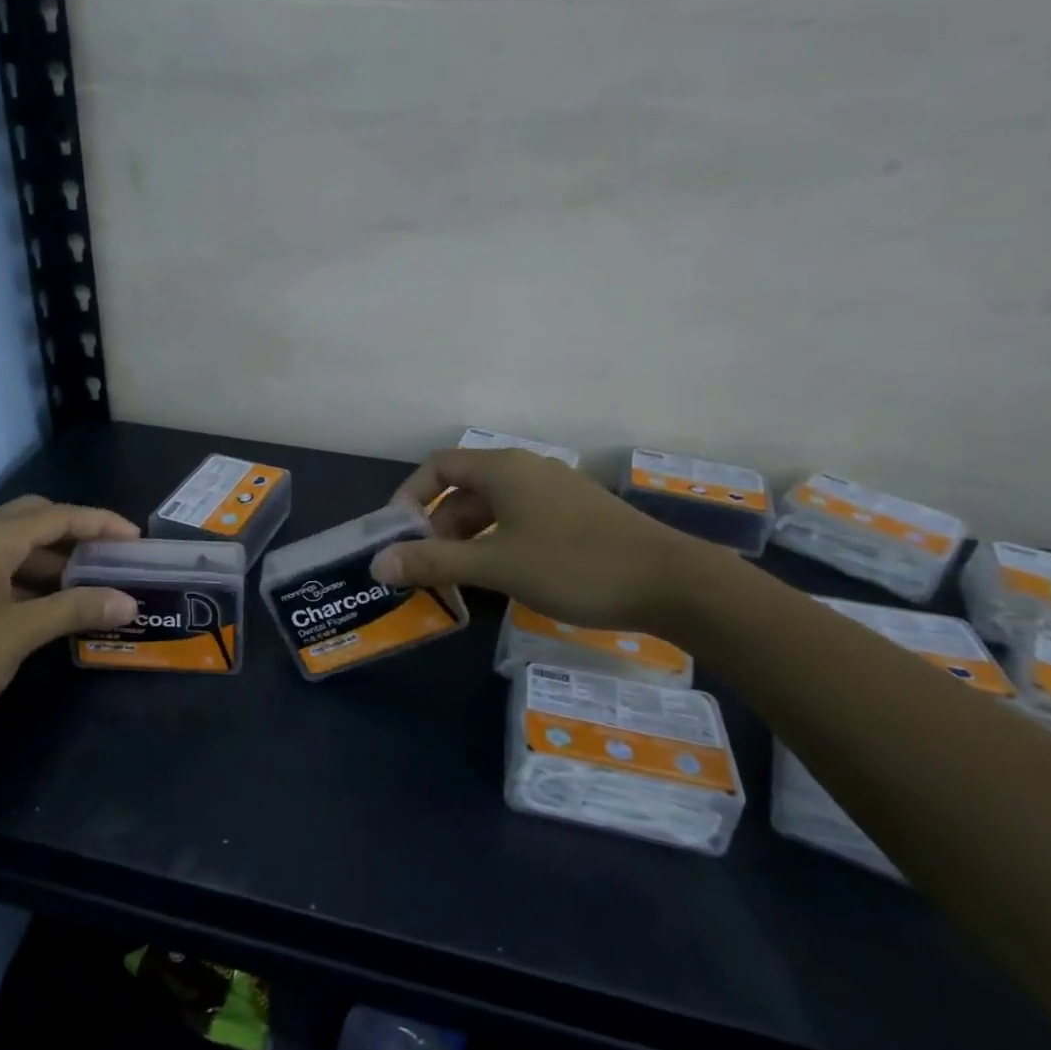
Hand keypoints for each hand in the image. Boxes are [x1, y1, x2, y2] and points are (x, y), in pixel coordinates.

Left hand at [0, 495, 140, 766]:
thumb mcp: (17, 636)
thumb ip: (75, 610)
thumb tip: (128, 602)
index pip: (55, 516)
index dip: (100, 523)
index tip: (136, 538)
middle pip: (32, 519)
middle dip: (75, 532)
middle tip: (111, 556)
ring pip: (12, 545)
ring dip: (51, 558)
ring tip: (89, 583)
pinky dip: (27, 578)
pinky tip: (48, 605)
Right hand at [371, 448, 717, 630]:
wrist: (672, 583)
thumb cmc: (575, 565)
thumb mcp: (497, 565)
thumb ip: (434, 562)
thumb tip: (378, 564)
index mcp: (504, 469)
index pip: (438, 466)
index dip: (410, 497)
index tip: (398, 537)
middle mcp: (526, 470)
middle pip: (464, 490)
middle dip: (438, 528)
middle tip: (427, 570)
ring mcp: (554, 493)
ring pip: (492, 510)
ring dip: (467, 541)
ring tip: (458, 582)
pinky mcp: (574, 516)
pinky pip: (519, 522)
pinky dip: (497, 544)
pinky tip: (500, 579)